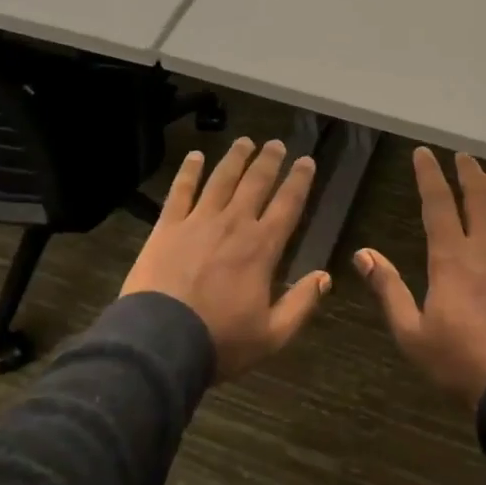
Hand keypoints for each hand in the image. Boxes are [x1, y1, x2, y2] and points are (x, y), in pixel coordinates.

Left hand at [120, 138, 330, 379]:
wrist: (160, 343)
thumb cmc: (220, 341)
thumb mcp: (272, 335)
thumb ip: (301, 304)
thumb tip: (325, 277)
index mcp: (262, 248)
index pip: (287, 205)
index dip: (299, 181)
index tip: (307, 161)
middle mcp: (234, 224)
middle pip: (256, 183)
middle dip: (269, 161)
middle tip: (277, 144)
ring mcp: (198, 222)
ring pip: (221, 179)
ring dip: (235, 158)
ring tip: (245, 141)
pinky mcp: (167, 227)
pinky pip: (180, 191)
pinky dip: (189, 171)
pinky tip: (195, 156)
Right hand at [355, 148, 485, 409]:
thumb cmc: (457, 362)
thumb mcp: (410, 332)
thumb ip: (388, 289)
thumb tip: (362, 254)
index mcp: (451, 259)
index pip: (437, 205)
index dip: (429, 176)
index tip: (424, 154)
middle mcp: (485, 251)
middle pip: (479, 200)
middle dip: (469, 174)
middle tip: (463, 157)